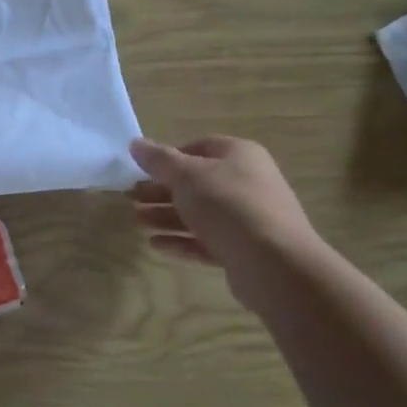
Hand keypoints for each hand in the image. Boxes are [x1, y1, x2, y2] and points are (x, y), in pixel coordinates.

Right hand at [130, 136, 318, 307]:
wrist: (274, 263)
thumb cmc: (228, 205)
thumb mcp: (187, 176)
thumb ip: (159, 160)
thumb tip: (135, 143)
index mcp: (239, 155)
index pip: (199, 148)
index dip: (169, 158)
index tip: (143, 171)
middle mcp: (246, 183)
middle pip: (196, 183)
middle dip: (162, 191)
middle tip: (131, 199)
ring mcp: (247, 218)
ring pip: (200, 214)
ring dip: (166, 217)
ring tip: (138, 222)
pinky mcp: (243, 250)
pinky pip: (206, 241)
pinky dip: (181, 241)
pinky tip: (155, 245)